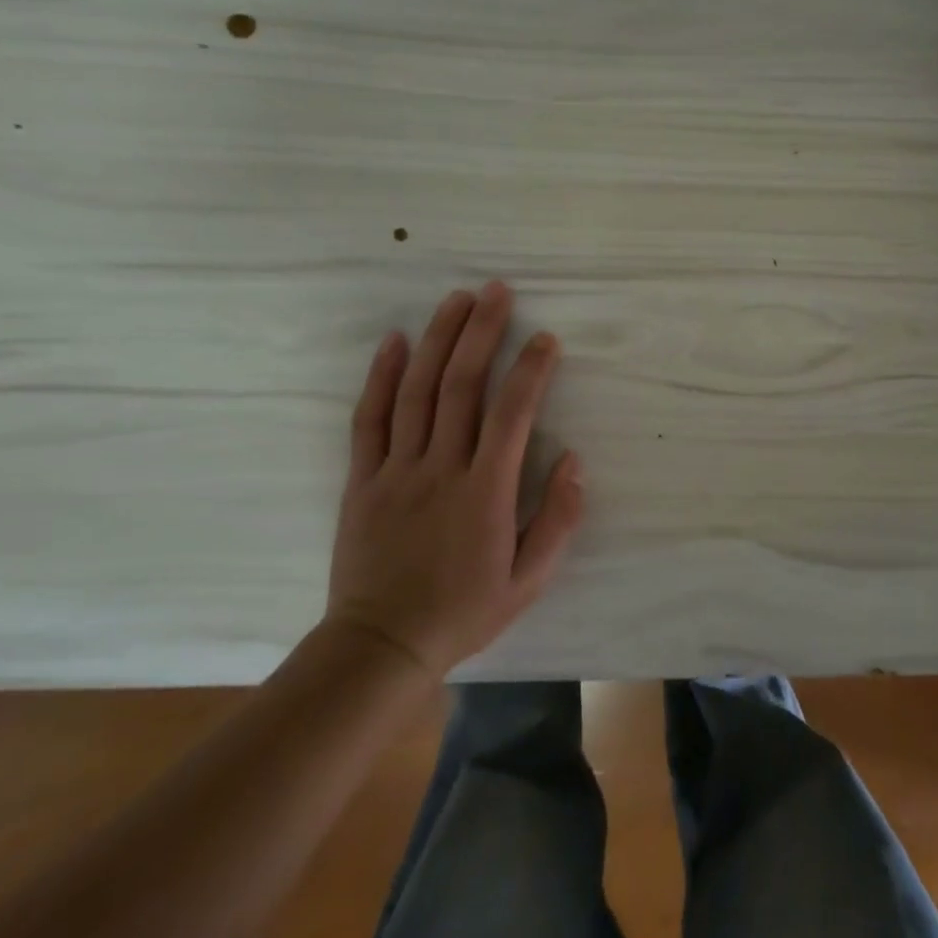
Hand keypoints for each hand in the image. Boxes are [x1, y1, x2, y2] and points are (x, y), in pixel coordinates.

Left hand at [324, 282, 583, 675]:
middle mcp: (441, 469)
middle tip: (496, 291)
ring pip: (418, 391)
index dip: (531, 369)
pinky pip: (370, 418)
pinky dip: (382, 376)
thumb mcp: (530, 580)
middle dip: (482, 332)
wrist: (380, 646)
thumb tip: (574, 460)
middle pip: (462, 385)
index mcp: (485, 492)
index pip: (513, 413)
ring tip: (456, 299)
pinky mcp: (363, 479)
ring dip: (438, 339)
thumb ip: (558, 519)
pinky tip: (396, 341)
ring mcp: (397, 470)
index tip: (546, 338)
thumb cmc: (464, 610)